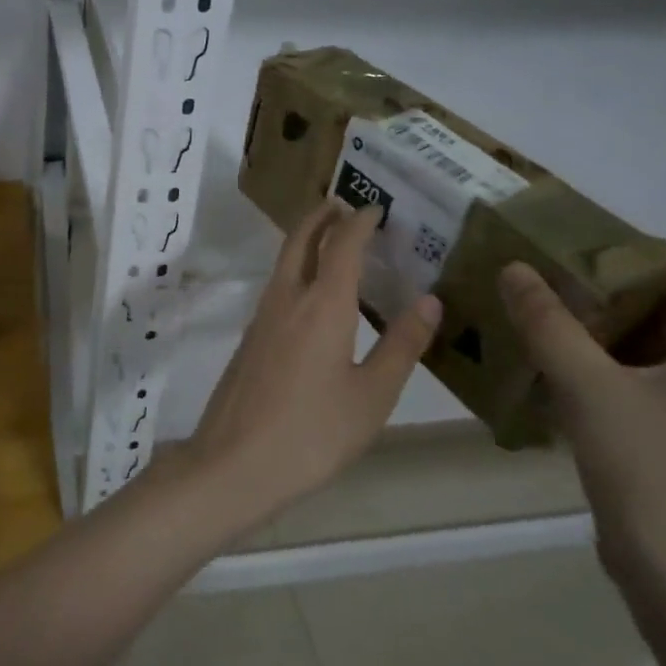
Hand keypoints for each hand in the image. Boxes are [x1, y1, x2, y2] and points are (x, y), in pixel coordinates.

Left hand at [189, 200, 440, 529]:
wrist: (235, 460)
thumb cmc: (312, 432)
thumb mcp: (372, 396)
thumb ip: (401, 345)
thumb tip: (429, 300)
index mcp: (322, 305)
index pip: (342, 245)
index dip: (359, 222)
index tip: (376, 208)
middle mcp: (287, 298)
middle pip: (301, 240)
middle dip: (321, 216)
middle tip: (343, 204)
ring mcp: (262, 316)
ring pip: (284, 261)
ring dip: (306, 240)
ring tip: (332, 240)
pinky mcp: (250, 336)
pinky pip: (278, 286)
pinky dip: (297, 269)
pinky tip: (312, 293)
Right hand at [497, 249, 665, 585]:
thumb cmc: (645, 468)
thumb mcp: (586, 386)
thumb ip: (548, 324)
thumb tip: (515, 268)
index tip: (609, 249)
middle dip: (624, 282)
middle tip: (563, 274)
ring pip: (659, 340)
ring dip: (609, 319)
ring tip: (550, 309)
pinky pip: (642, 373)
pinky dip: (604, 355)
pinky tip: (556, 360)